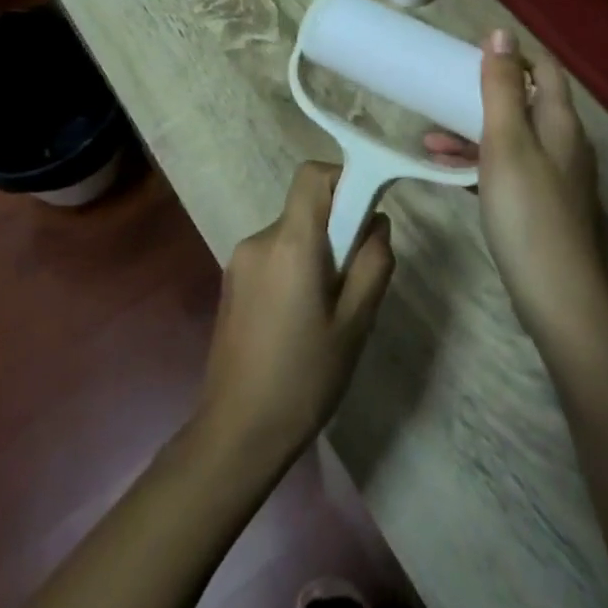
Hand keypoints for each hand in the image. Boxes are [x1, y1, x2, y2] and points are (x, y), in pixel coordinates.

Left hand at [196, 162, 394, 468]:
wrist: (237, 432)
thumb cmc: (304, 378)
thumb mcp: (356, 323)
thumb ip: (373, 263)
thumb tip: (376, 222)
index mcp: (291, 243)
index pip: (312, 176)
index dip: (343, 180)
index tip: (365, 212)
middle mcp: (260, 240)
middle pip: (306, 208)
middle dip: (337, 229)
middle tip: (355, 280)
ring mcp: (240, 261)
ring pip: (292, 234)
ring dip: (317, 253)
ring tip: (330, 310)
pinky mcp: (232, 282)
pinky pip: (275, 256)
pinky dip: (296, 268)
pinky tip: (302, 320)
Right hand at [425, 30, 605, 340]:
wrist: (556, 295)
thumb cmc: (527, 210)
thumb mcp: (507, 142)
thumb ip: (502, 88)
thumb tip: (501, 33)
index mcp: (560, 122)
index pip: (544, 69)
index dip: (512, 56)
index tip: (470, 56)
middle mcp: (564, 144)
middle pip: (525, 103)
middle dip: (483, 95)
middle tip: (443, 94)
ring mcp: (554, 177)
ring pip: (512, 139)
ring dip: (473, 132)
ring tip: (429, 137)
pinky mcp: (541, 206)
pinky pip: (508, 169)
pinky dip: (479, 163)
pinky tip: (446, 170)